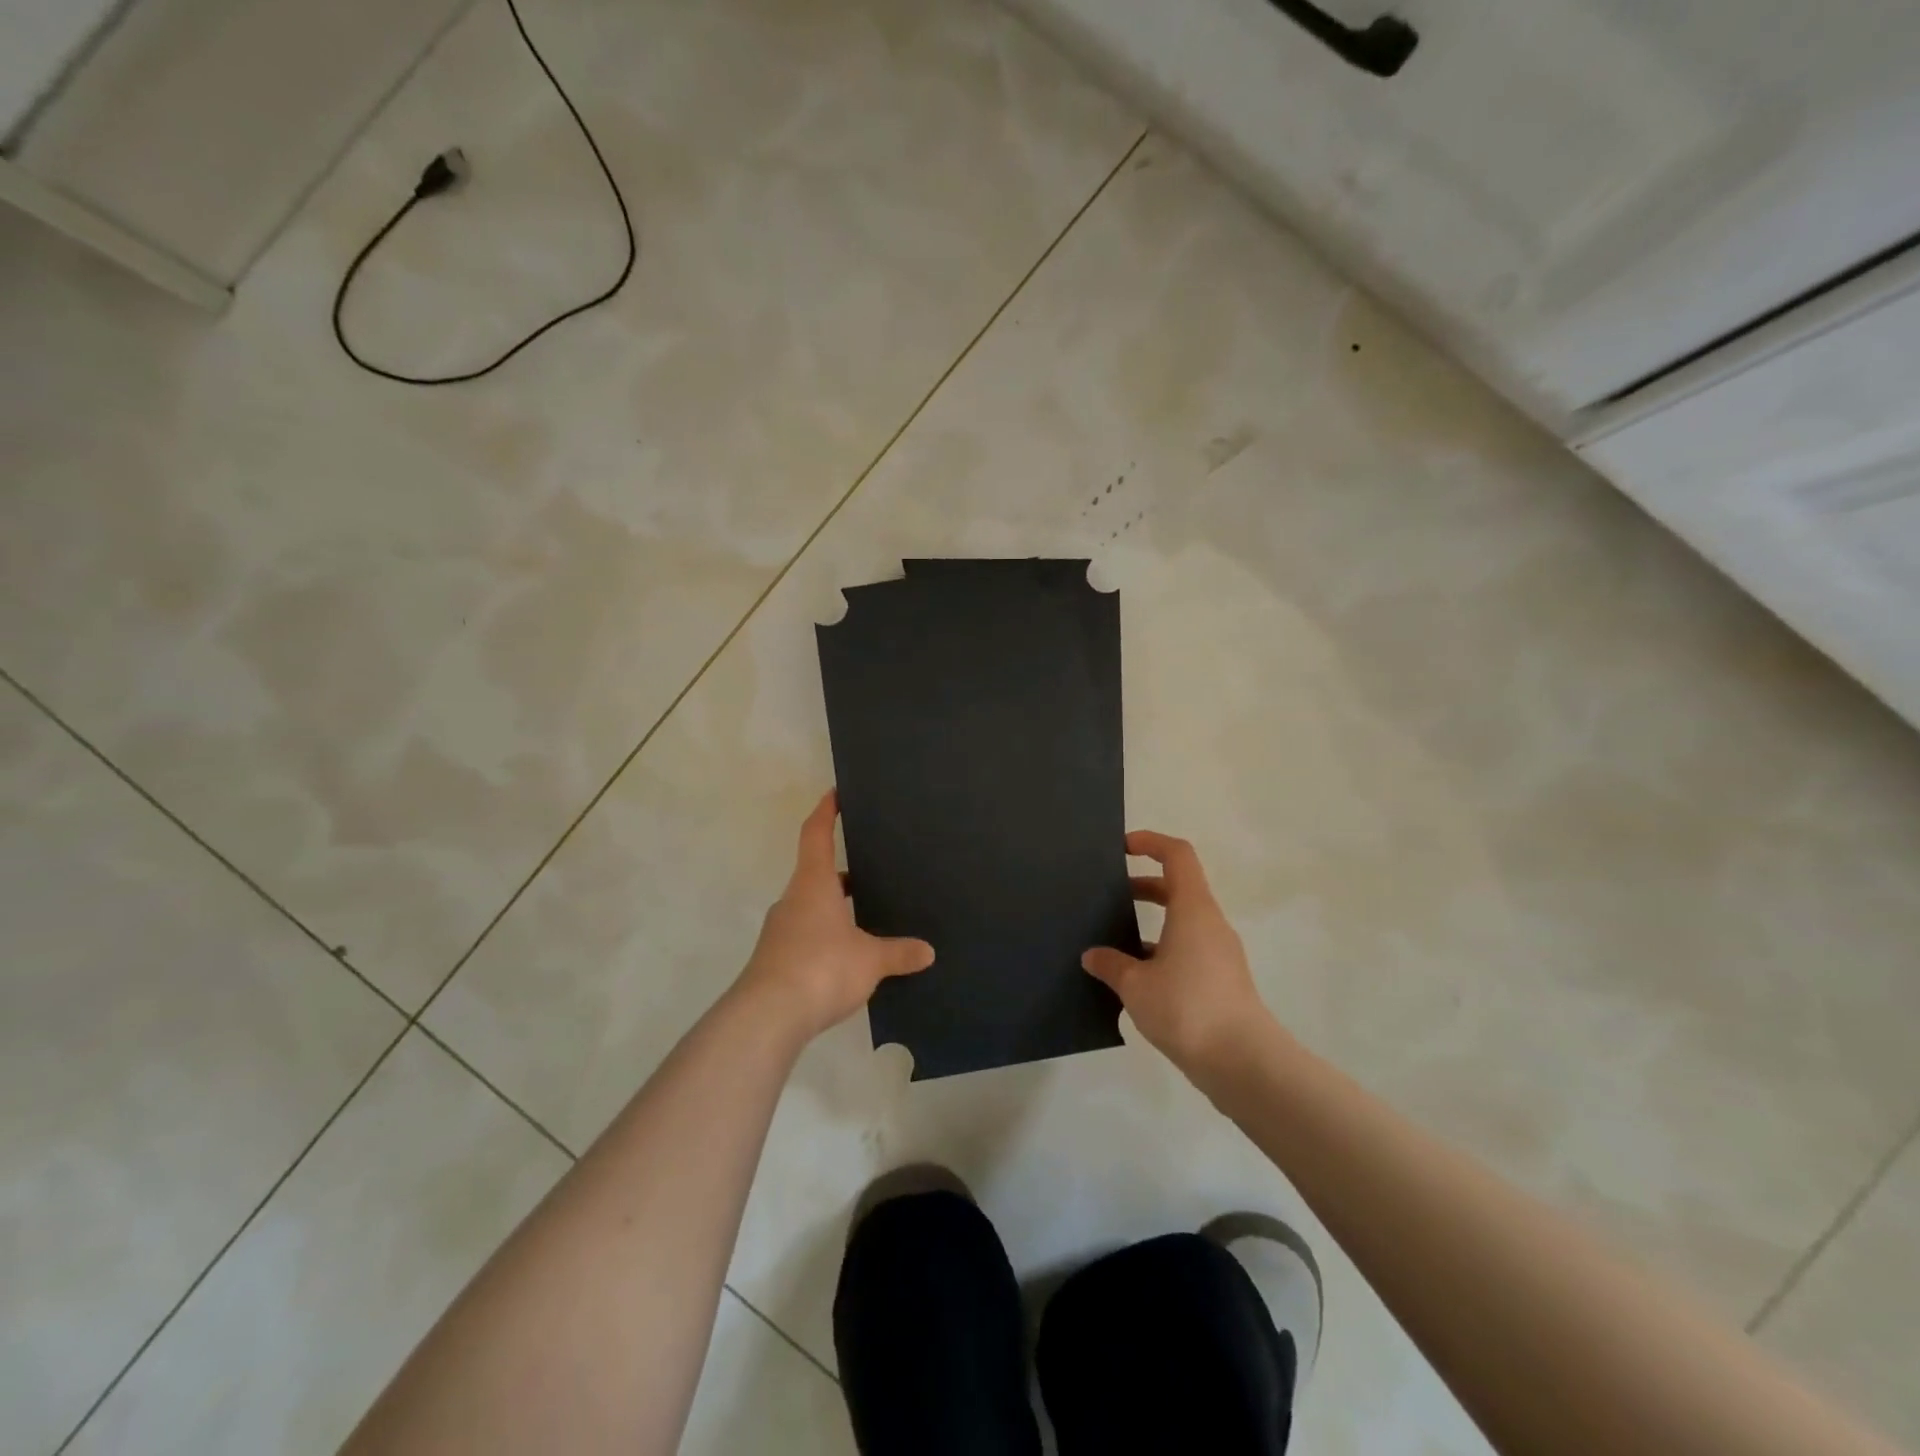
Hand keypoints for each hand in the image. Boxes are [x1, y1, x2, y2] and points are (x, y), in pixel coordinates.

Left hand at [735, 791, 934, 1042]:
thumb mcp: (870, 960)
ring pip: (811, 906)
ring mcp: (781, 930)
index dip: (826, 811)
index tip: (835, 793)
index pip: (816, 834)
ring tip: (867, 918)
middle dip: (843, 872)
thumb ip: (898, 952)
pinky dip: (826, 936)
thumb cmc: (821, 968)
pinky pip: (806, 935)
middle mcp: (793, 900)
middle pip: (816, 872)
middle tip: (873, 870)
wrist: (766, 1017)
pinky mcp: (776, 960)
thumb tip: (927, 952)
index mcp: (813, 884)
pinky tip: (847, 957)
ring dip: (835, 908)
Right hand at [1082, 831, 1277, 1072]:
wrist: (1243, 1063)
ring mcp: (1220, 954)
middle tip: (1109, 897)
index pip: (1177, 856)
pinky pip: (1188, 950)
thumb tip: (1092, 956)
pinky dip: (1162, 951)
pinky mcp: (1222, 982)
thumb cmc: (1187, 1008)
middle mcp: (1210, 924)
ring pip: (1183, 922)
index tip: (1122, 848)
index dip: (1151, 842)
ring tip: (1115, 942)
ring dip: (1152, 923)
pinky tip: (1137, 980)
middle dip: (1143, 886)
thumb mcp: (1136, 985)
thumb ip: (1111, 965)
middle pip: (1178, 888)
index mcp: (1193, 910)